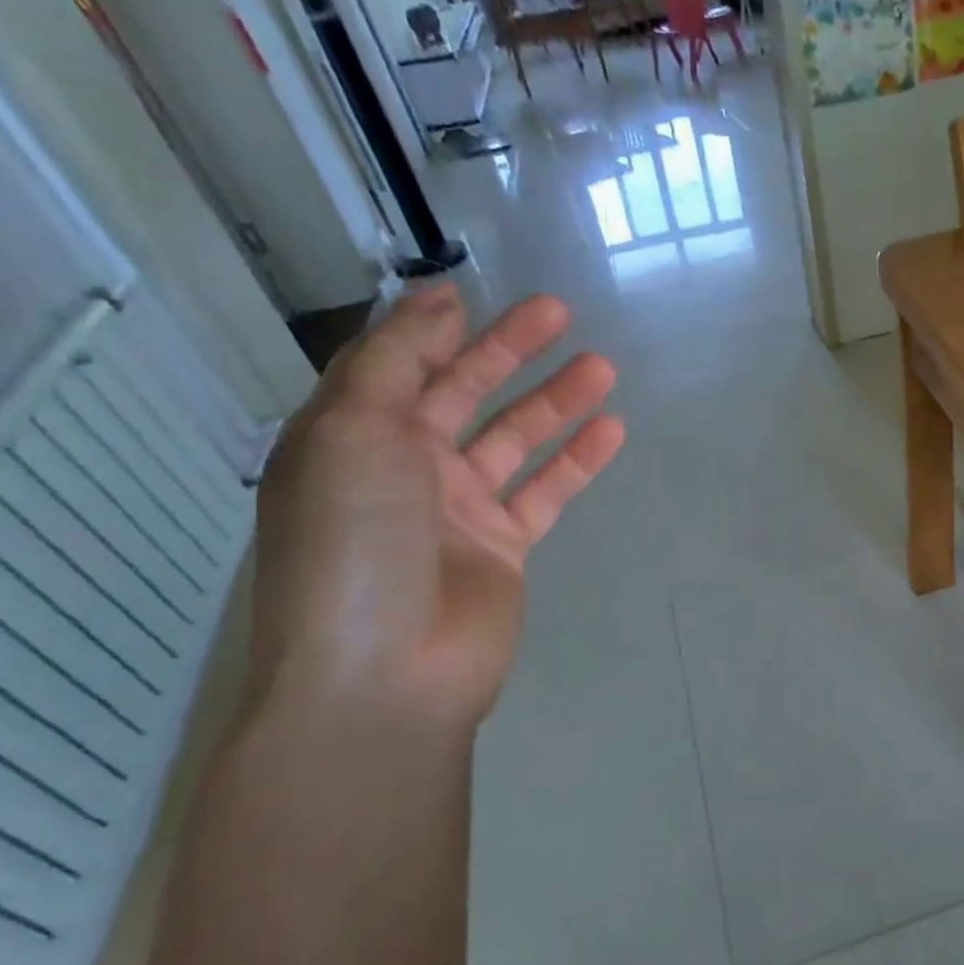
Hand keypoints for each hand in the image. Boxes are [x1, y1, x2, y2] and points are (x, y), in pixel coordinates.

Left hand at [245, 286, 623, 739]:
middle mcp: (403, 468)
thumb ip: (394, 360)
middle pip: (463, 392)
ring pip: (515, 438)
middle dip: (508, 350)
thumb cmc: (356, 543)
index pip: (395, 366)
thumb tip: (436, 300)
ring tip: (603, 367)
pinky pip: (546, 490)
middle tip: (560, 312)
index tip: (475, 291)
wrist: (386, 672)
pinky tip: (612, 430)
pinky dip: (577, 459)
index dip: (432, 328)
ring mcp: (458, 510)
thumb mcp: (352, 433)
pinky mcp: (503, 546)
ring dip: (555, 400)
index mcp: (351, 438)